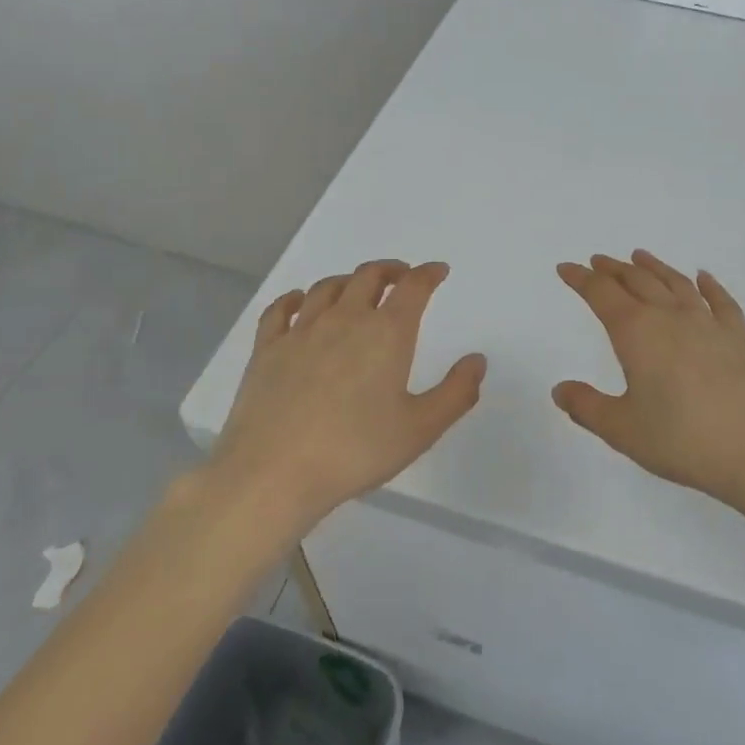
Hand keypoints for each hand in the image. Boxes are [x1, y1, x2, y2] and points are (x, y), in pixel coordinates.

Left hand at [210, 260, 485, 529]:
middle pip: (369, 276)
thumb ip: (456, 393)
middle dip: (390, 270)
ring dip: (349, 281)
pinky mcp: (267, 349)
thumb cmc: (355, 451)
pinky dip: (296, 299)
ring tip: (357, 288)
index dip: (428, 274)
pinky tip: (300, 303)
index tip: (437, 271)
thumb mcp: (421, 429)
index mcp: (387, 333)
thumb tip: (477, 360)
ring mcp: (302, 331)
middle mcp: (346, 319)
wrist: (273, 474)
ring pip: (328, 287)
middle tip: (401, 276)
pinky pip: (281, 309)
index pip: (413, 287)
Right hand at [554, 251, 744, 507]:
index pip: (601, 294)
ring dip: (654, 267)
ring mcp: (709, 323)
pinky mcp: (739, 336)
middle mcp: (670, 316)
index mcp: (637, 332)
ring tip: (639, 256)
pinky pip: (720, 300)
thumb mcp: (623, 430)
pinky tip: (703, 277)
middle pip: (637, 281)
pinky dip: (708, 284)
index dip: (580, 279)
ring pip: (675, 282)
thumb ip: (587, 407)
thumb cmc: (683, 440)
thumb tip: (560, 389)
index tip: (566, 268)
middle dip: (613, 269)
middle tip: (598, 261)